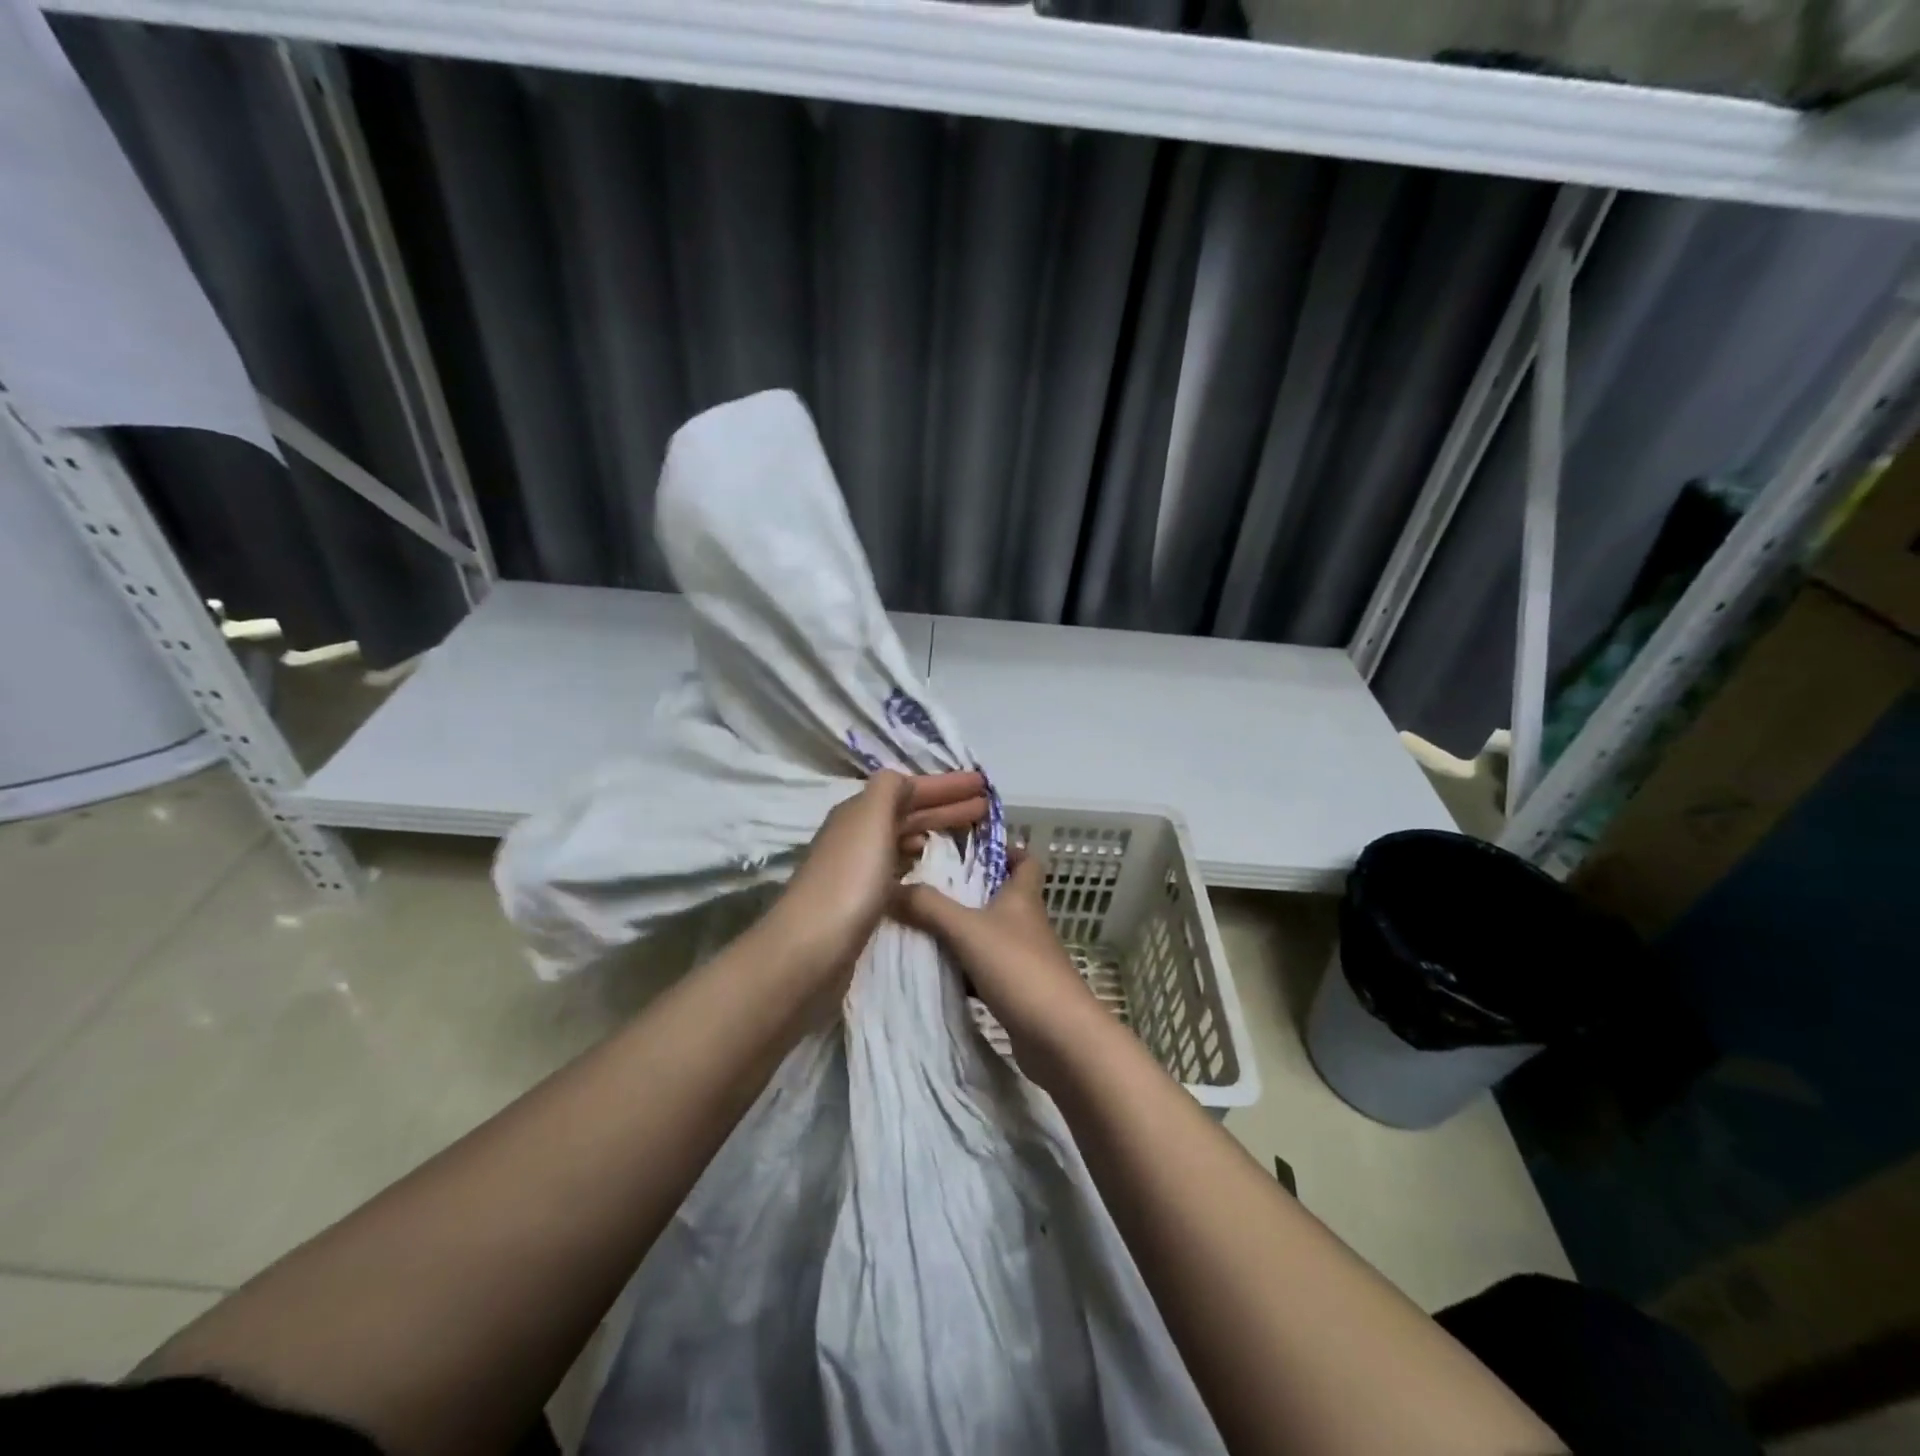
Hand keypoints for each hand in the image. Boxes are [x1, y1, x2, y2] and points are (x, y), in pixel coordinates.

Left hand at [769, 769, 987, 986]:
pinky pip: (898, 869)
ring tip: (967, 834)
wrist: (811, 948)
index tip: (983, 785)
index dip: (945, 785)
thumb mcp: (870, 820)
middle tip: (986, 807)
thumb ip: (889, 791)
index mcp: (859, 813)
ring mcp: (857, 869)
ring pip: (902, 840)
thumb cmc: (849, 879)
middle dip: (946, 807)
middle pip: (907, 813)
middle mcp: (856, 836)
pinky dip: (918, 861)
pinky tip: (932, 870)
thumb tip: (903, 781)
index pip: (908, 789)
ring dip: (932, 831)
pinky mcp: (861, 902)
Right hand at [895, 849, 1106, 1087]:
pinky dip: (965, 969)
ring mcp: (1025, 959)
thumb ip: (928, 906)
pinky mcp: (1019, 991)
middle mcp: (1027, 923)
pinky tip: (938, 972)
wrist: (1059, 1037)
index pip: (1025, 860)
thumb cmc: (1018, 968)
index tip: (972, 847)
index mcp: (1022, 898)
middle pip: (1002, 897)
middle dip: (970, 891)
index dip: (1005, 849)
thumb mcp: (967, 930)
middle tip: (928, 886)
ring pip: (991, 935)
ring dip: (964, 931)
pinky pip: (987, 970)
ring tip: (922, 927)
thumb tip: (890, 886)